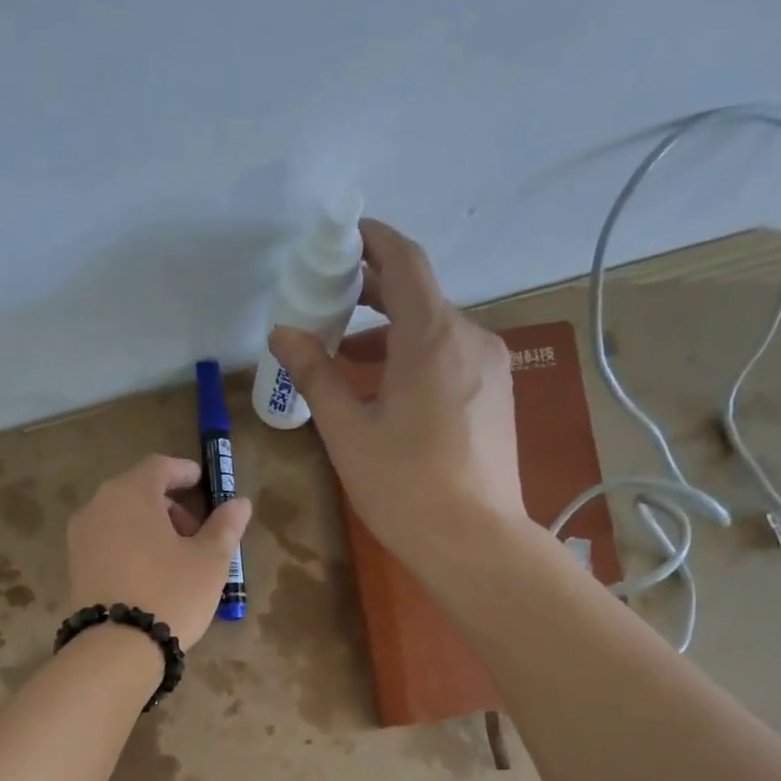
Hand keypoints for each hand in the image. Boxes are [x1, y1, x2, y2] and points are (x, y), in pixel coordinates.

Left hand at [66, 454, 251, 649]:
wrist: (117, 648)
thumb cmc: (171, 593)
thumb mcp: (210, 561)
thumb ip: (225, 527)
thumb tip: (239, 504)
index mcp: (131, 492)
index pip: (160, 466)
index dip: (185, 473)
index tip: (204, 484)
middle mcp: (98, 505)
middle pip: (138, 492)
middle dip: (170, 506)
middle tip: (196, 533)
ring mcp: (80, 537)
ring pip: (121, 518)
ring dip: (149, 528)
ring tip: (176, 559)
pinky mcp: (74, 567)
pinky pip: (108, 543)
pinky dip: (130, 546)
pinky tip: (150, 574)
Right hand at [268, 219, 523, 567]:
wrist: (473, 540)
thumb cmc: (403, 486)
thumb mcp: (348, 432)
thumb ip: (316, 375)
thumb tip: (283, 333)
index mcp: (432, 336)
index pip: (403, 262)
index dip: (373, 242)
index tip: (343, 240)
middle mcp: (470, 337)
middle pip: (421, 296)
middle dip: (376, 293)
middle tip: (333, 304)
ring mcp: (491, 367)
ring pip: (437, 331)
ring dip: (394, 334)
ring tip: (351, 360)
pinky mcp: (498, 397)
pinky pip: (453, 359)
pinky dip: (418, 359)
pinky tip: (392, 392)